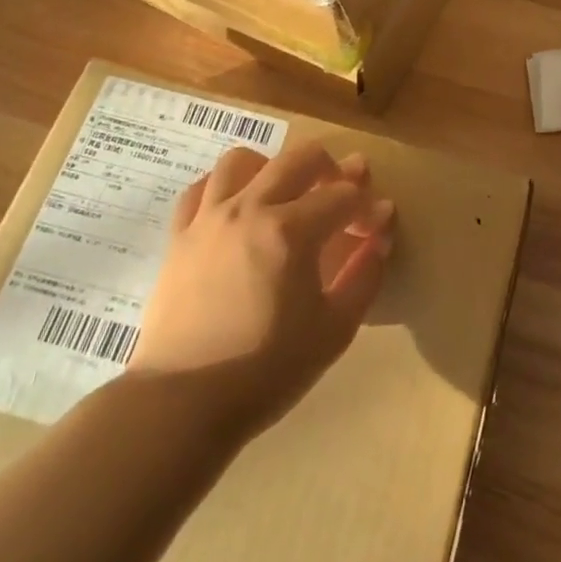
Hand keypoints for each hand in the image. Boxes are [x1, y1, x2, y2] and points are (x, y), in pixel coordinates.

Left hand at [128, 142, 394, 437]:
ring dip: (273, 167)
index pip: (344, 196)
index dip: (368, 207)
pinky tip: (236, 207)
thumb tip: (380, 236)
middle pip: (300, 158)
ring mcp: (209, 217)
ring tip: (284, 192)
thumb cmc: (267, 370)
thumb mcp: (334, 329)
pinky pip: (201, 188)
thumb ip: (365, 275)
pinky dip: (224, 186)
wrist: (183, 403)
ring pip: (244, 160)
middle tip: (343, 193)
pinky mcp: (180, 235)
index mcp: (292, 230)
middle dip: (332, 168)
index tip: (377, 225)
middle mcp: (250, 208)